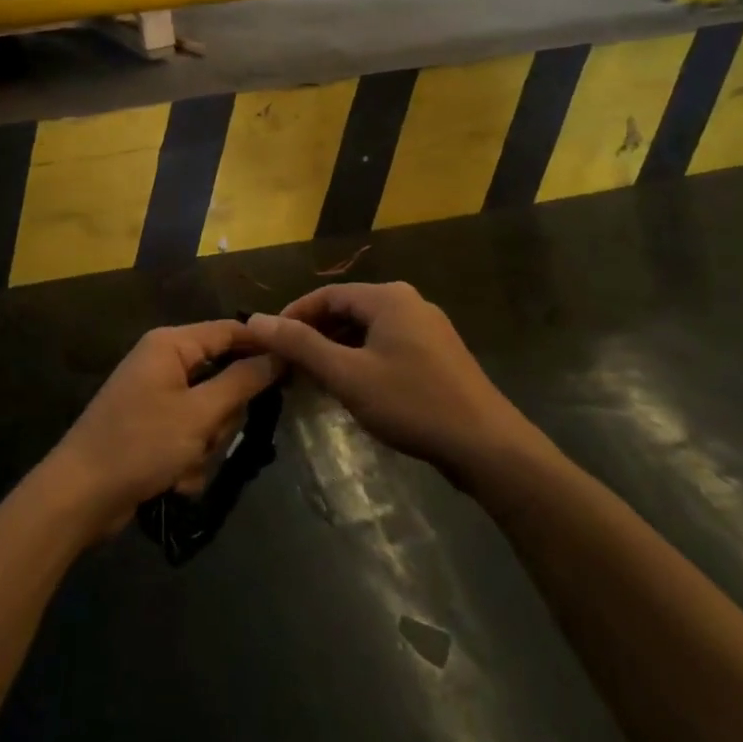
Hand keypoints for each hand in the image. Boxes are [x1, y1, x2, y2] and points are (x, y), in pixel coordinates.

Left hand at [42, 322, 280, 541]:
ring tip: (184, 464)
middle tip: (210, 436)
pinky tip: (173, 478)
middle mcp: (163, 363)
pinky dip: (188, 459)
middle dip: (223, 416)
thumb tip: (278, 355)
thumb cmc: (140, 445)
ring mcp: (157, 397)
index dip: (263, 346)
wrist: (80, 496)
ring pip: (210, 413)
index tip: (296, 367)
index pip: (230, 330)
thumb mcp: (198, 414)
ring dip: (205, 444)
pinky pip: (190, 435)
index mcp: (170, 345)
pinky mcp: (152, 428)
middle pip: (222, 377)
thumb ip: (241, 382)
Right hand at [245, 283, 522, 479]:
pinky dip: (361, 359)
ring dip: (336, 349)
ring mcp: (428, 329)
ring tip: (312, 379)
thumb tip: (255, 320)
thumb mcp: (347, 375)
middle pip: (347, 310)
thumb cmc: (412, 403)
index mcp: (388, 297)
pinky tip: (352, 387)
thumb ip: (300, 345)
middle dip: (314, 335)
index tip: (268, 343)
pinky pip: (387, 345)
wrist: (487, 445)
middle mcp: (409, 302)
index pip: (326, 295)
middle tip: (287, 365)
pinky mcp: (438, 354)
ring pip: (367, 330)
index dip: (293, 316)